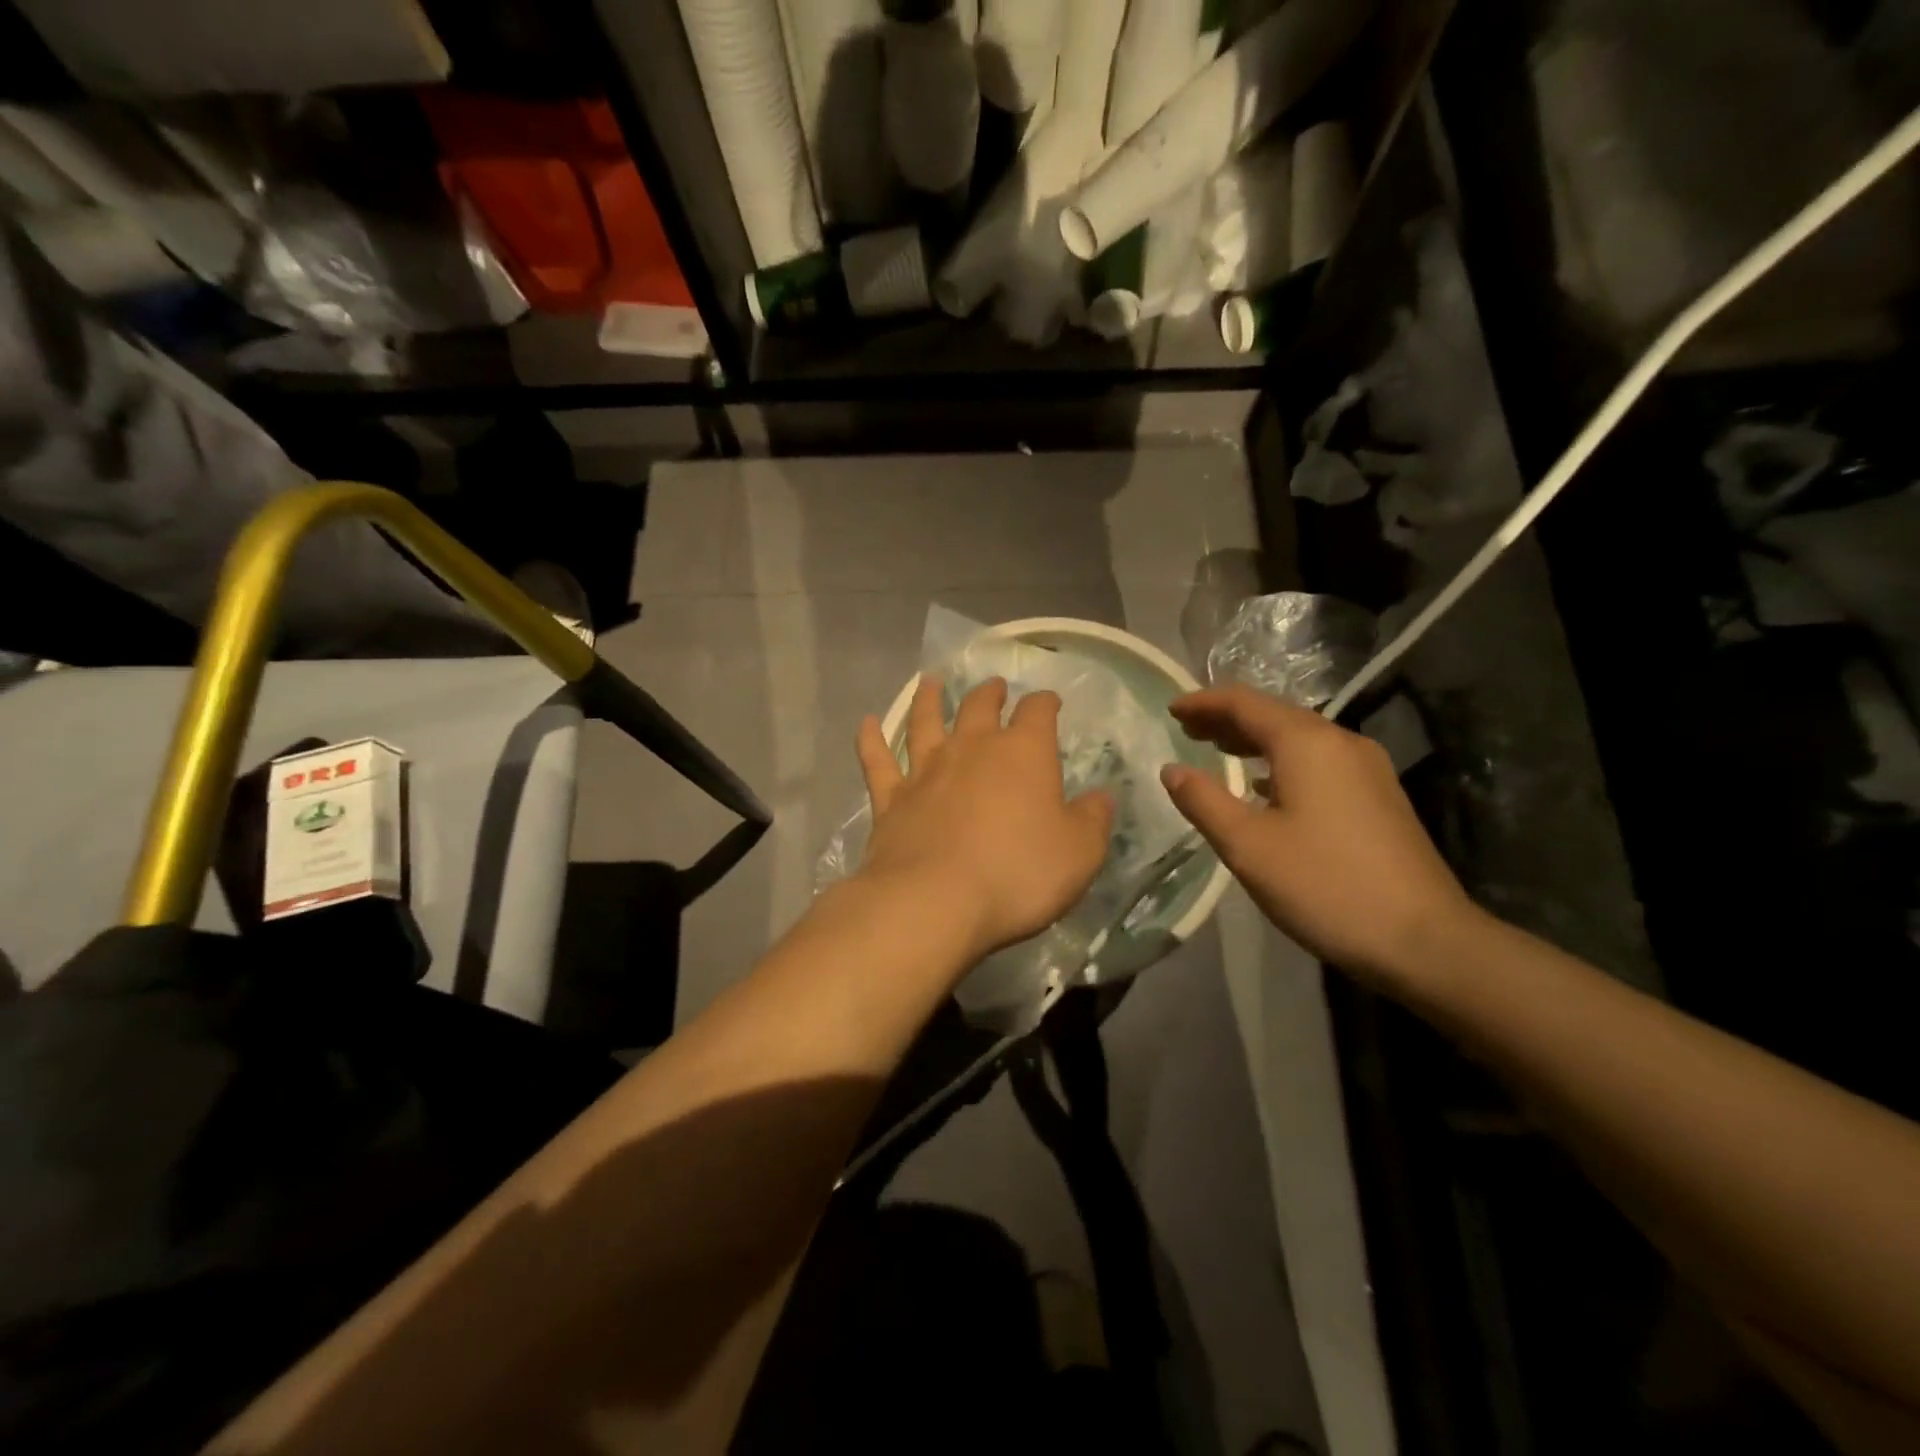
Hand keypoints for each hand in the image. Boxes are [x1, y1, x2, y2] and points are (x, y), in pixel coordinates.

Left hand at [855, 676, 1113, 965]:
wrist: (934, 901)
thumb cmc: (1017, 874)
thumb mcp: (1079, 853)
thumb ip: (1092, 820)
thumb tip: (1102, 797)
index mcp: (1022, 753)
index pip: (1038, 712)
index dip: (1045, 703)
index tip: (1050, 702)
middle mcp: (971, 749)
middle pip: (979, 707)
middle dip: (990, 694)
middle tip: (993, 686)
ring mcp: (925, 771)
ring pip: (925, 722)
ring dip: (928, 700)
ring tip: (930, 683)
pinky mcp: (890, 799)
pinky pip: (877, 760)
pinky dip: (870, 740)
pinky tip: (866, 723)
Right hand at [1160, 686, 1479, 984]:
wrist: (1424, 939)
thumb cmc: (1325, 885)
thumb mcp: (1248, 846)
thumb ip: (1203, 801)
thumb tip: (1171, 769)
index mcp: (1307, 744)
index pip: (1245, 704)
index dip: (1204, 703)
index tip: (1171, 709)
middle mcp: (1340, 742)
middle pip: (1274, 715)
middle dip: (1227, 718)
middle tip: (1187, 729)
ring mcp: (1367, 768)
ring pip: (1299, 738)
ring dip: (1254, 740)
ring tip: (1218, 750)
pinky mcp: (1379, 796)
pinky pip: (1319, 760)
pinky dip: (1282, 761)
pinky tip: (1266, 785)